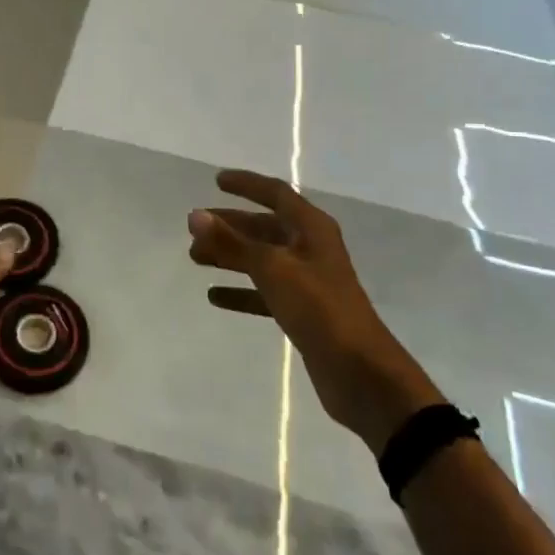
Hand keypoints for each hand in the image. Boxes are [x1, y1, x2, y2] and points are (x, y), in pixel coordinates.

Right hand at [188, 170, 443, 448]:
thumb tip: (194, 215)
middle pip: (264, 227)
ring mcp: (307, 281)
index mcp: (312, 228)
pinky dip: (241, 291)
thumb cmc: (320, 308)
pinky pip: (264, 292)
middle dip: (230, 226)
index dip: (247, 184)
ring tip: (195, 258)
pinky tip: (214, 296)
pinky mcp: (302, 312)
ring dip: (230, 257)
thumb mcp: (272, 269)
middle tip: (194, 229)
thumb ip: (232, 243)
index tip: (216, 180)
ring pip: (261, 259)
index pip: (276, 194)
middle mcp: (310, 248)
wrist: (361, 374)